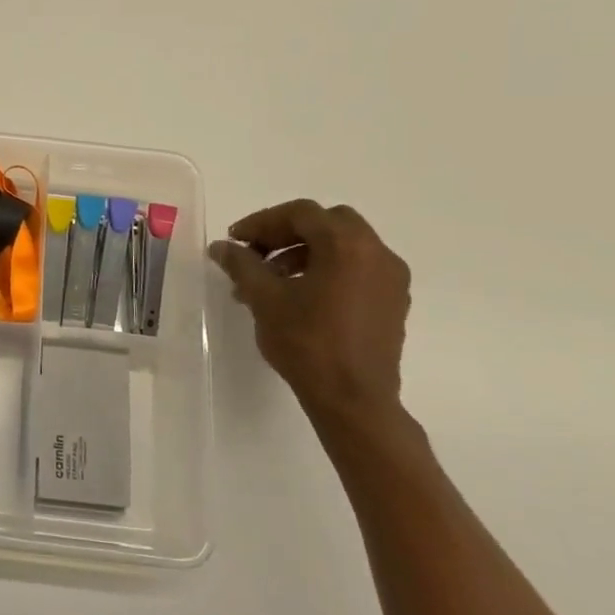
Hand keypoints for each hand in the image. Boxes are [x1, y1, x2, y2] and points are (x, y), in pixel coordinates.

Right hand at [210, 200, 410, 429]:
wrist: (354, 400)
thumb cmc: (307, 343)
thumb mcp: (264, 299)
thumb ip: (242, 264)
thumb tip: (222, 246)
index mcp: (347, 246)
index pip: (301, 214)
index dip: (263, 222)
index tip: (236, 241)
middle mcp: (377, 253)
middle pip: (327, 223)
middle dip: (287, 233)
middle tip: (257, 253)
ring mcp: (390, 279)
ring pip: (343, 246)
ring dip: (304, 253)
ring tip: (271, 281)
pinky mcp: (392, 302)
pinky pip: (357, 269)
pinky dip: (326, 270)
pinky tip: (300, 297)